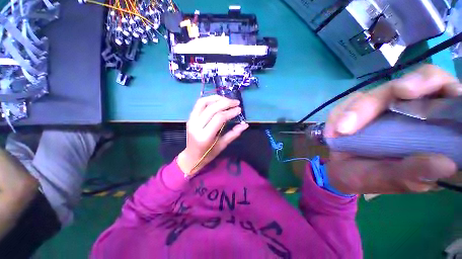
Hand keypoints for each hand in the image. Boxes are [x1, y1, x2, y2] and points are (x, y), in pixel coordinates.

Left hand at [177, 95, 248, 175]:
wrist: (192, 156)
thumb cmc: (208, 154)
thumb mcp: (223, 145)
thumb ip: (234, 133)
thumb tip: (245, 124)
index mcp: (205, 136)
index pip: (219, 118)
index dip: (230, 112)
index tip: (239, 109)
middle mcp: (196, 126)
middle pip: (212, 108)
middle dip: (226, 103)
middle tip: (236, 102)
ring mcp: (191, 120)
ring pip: (203, 102)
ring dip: (217, 98)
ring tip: (227, 99)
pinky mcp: (190, 117)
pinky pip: (199, 104)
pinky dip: (209, 99)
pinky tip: (218, 101)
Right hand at [325, 65, 459, 193]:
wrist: (341, 173)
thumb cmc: (369, 179)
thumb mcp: (390, 180)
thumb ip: (413, 173)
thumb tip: (445, 163)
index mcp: (434, 130)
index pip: (443, 91)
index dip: (428, 83)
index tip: (405, 92)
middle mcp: (413, 112)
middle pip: (403, 86)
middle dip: (374, 101)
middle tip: (352, 121)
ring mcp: (386, 108)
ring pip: (372, 93)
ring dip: (349, 111)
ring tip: (335, 134)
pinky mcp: (363, 109)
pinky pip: (349, 102)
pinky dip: (337, 115)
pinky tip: (331, 133)